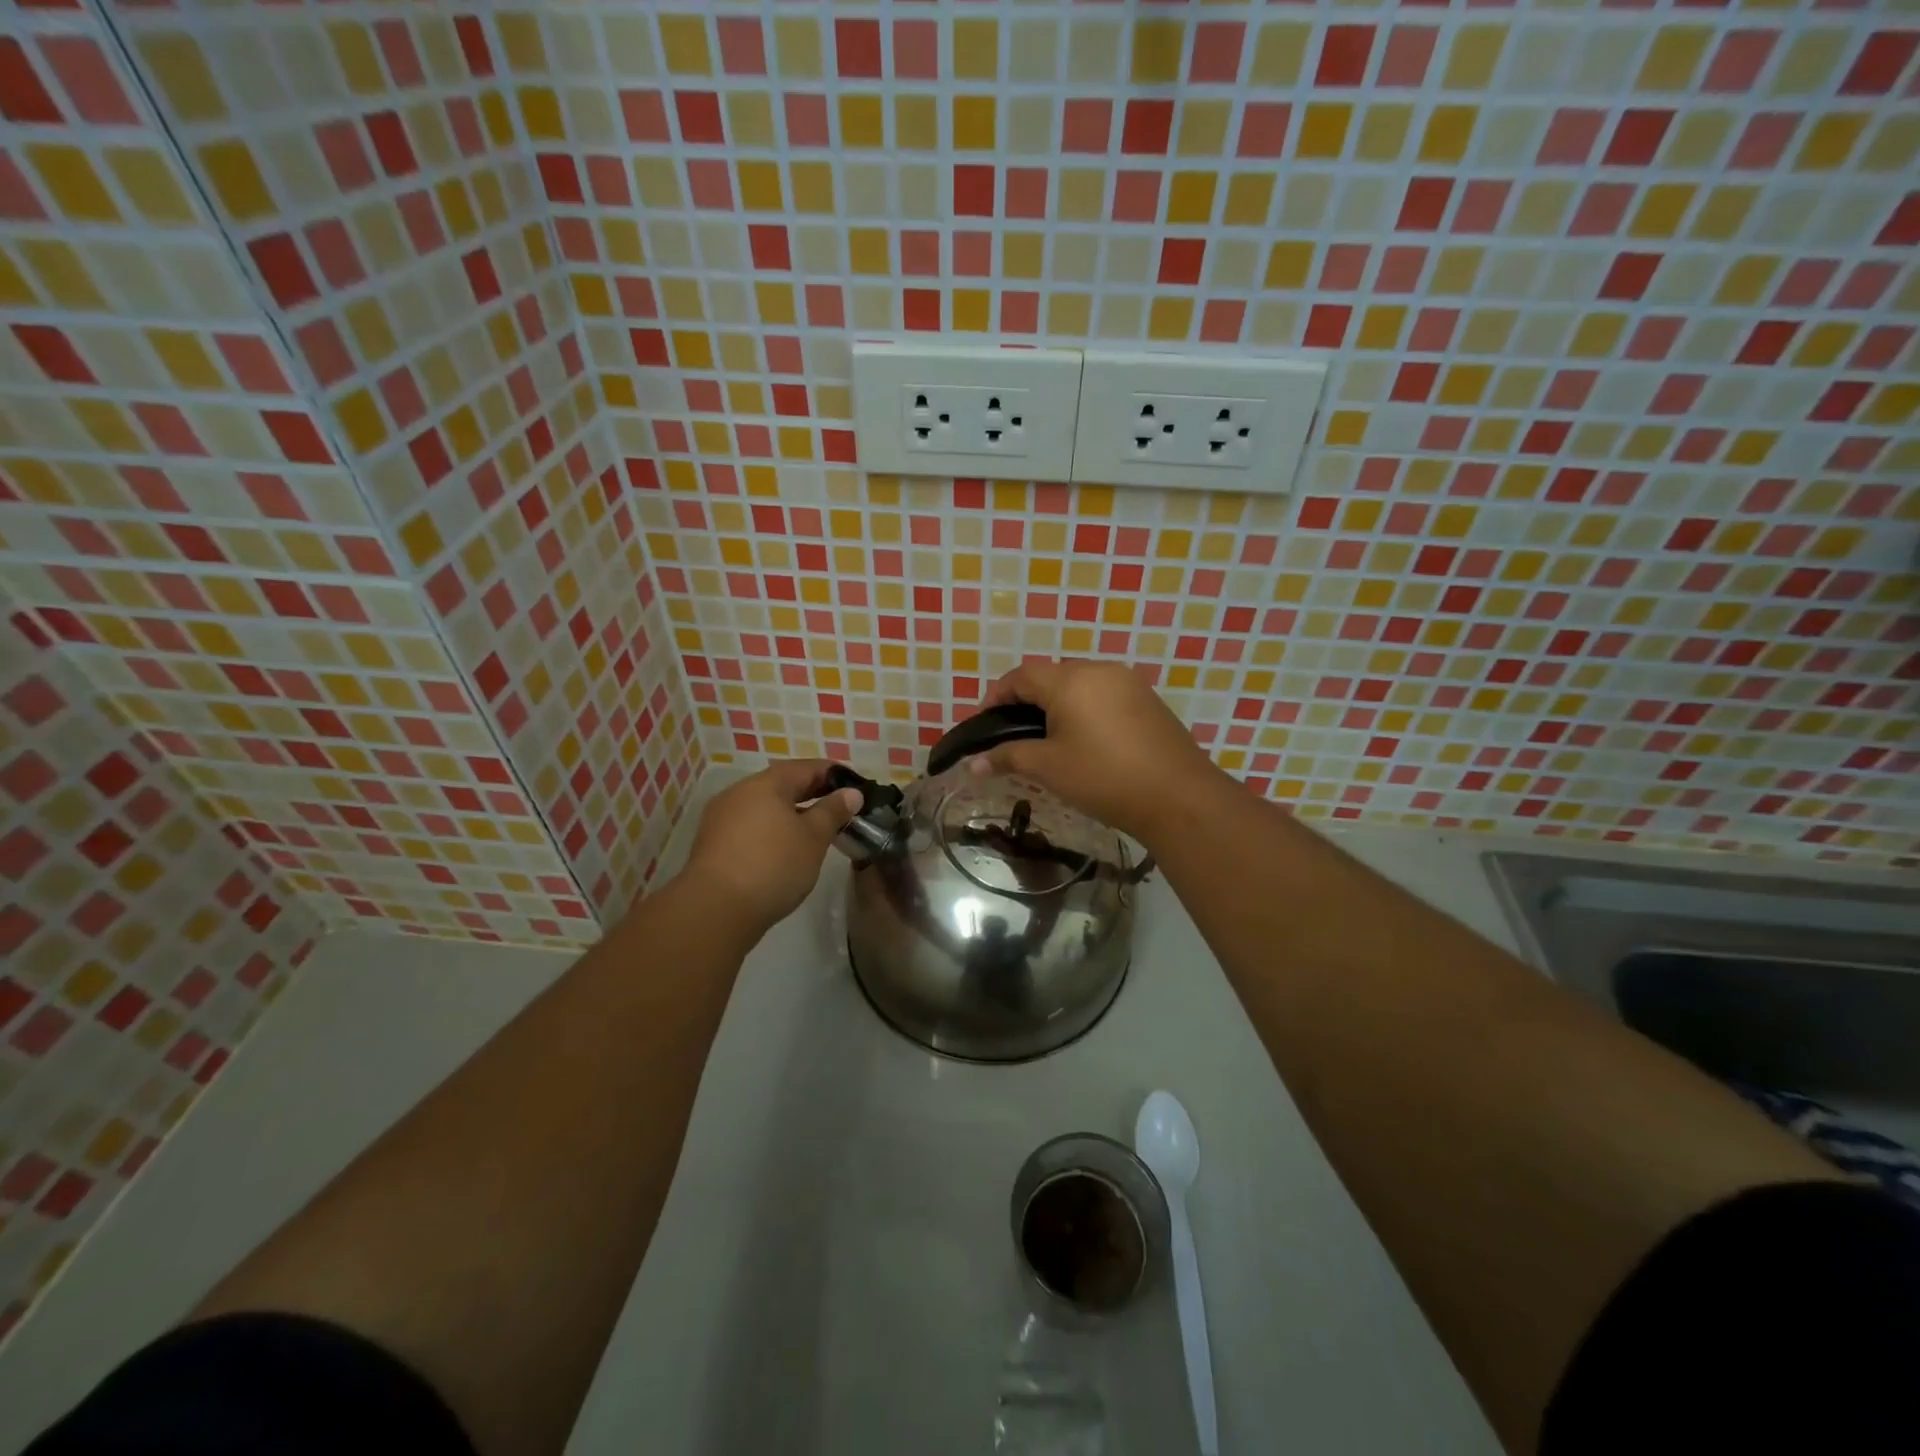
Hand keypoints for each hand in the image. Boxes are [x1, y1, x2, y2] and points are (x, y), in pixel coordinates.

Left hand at [679, 760, 861, 929]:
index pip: (806, 768)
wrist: (715, 910)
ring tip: (815, 830)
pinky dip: (772, 829)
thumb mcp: (813, 838)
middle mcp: (739, 792)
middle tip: (839, 808)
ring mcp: (721, 818)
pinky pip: (750, 826)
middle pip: (782, 784)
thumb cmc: (773, 865)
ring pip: (764, 806)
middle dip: (812, 793)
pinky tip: (784, 848)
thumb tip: (851, 793)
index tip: (856, 786)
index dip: (833, 774)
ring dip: (790, 813)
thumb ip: (833, 811)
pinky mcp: (713, 844)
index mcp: (766, 783)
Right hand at [971, 659, 1225, 844]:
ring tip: (1047, 737)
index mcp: (1070, 680)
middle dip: (1026, 699)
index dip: (996, 696)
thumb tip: (971, 764)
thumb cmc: (1103, 777)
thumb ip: (1008, 757)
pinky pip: (1104, 694)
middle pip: (1051, 676)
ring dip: (1057, 703)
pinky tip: (1084, 740)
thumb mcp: (1049, 767)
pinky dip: (1085, 709)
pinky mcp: (1148, 700)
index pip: (1021, 676)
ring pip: (1080, 684)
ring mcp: (1128, 683)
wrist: (1178, 796)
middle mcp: (1099, 670)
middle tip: (1013, 732)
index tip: (983, 723)